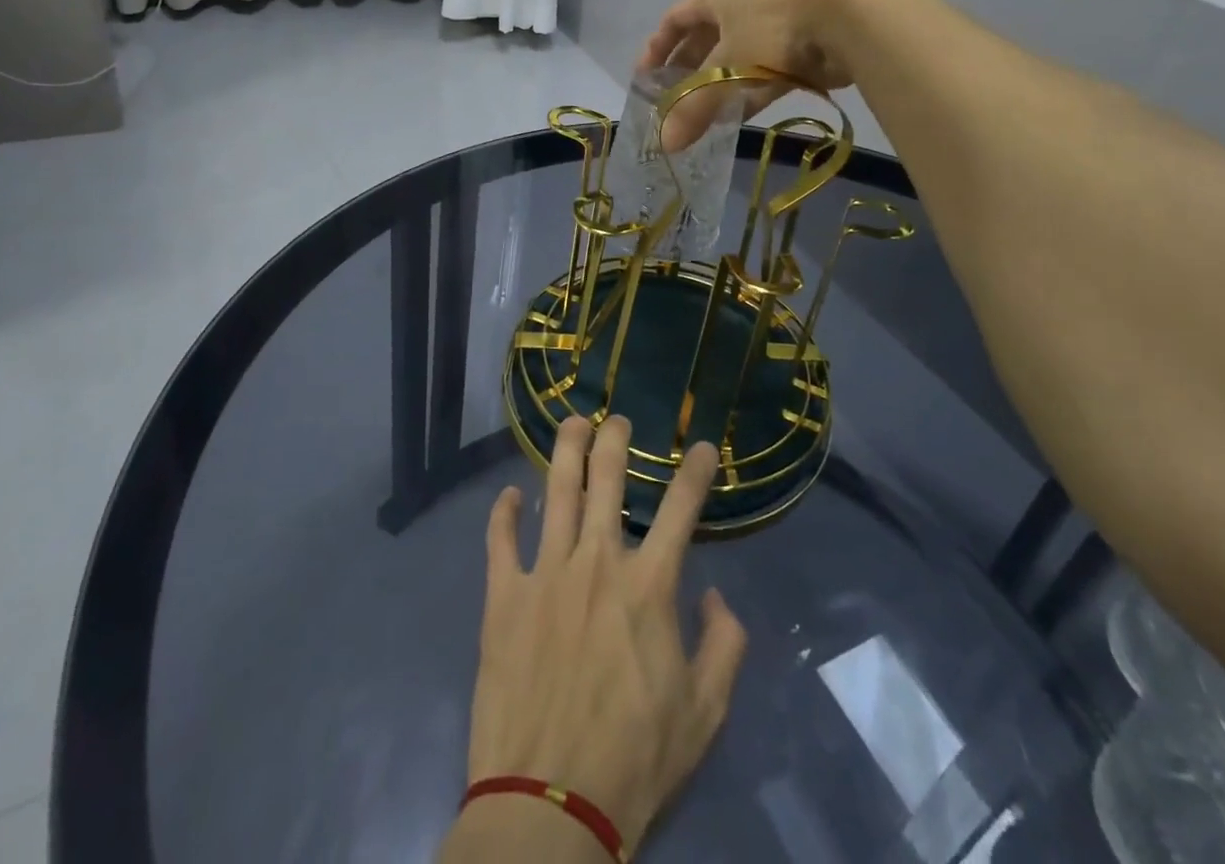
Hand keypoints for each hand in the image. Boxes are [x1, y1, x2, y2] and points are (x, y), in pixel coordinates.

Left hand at [461, 416, 746, 857]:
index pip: (681, 509)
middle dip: (615, 440)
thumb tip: (716, 596)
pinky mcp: (504, 597)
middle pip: (607, 480)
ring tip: (572, 422)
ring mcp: (545, 574)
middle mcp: (596, 563)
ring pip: (555, 491)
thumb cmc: (634, 760)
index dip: (696, 471)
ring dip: (565, 450)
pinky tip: (509, 494)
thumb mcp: (705, 713)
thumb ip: (724, 646)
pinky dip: (503, 512)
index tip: (703, 445)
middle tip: (617, 418)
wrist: (549, 805)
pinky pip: (500, 540)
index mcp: (648, 586)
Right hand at [639, 0, 862, 149]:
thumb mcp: (725, 69)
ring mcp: (775, 28)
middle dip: (686, 70)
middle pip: (705, 40)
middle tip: (672, 101)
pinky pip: (766, 74)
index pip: (676, 18)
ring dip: (718, 86)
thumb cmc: (771, 28)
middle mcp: (743, 8)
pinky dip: (749, 94)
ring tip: (701, 117)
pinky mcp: (802, 49)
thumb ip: (694, 108)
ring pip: (737, 59)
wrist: (847, 15)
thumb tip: (664, 144)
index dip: (657, 46)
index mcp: (718, 0)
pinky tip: (738, 118)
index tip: (644, 77)